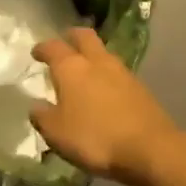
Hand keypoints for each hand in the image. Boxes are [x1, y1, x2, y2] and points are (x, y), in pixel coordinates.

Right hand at [30, 28, 185, 184]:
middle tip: (65, 44)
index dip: (42, 48)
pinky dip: (107, 76)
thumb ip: (42, 116)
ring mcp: (122, 72)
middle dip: (72, 37)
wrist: (149, 149)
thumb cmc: (94, 137)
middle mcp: (97, 61)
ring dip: (92, 56)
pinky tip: (104, 91)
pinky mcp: (140, 88)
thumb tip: (36, 106)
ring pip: (103, 53)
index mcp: (71, 67)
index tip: (36, 52)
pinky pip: (117, 73)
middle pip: (84, 36)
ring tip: (84, 70)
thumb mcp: (56, 133)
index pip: (53, 47)